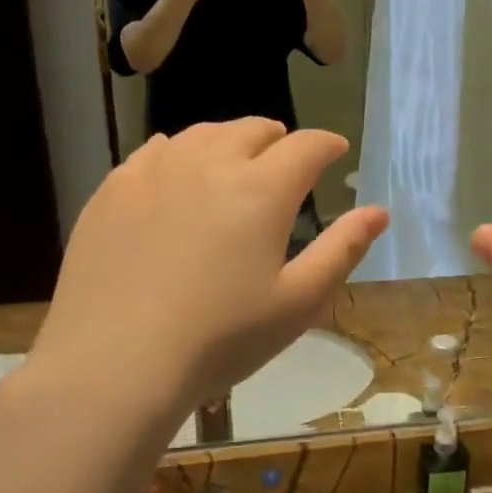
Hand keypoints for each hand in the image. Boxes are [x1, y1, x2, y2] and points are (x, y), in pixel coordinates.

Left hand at [33, 119, 388, 419]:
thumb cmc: (221, 338)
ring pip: (201, 134)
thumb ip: (343, 250)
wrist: (116, 363)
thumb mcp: (298, 303)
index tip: (335, 150)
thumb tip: (378, 211)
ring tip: (235, 160)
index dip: (326, 144)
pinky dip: (178, 153)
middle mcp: (209, 164)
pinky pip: (153, 152)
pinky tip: (176, 169)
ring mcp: (154, 172)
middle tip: (285, 156)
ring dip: (229, 140)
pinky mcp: (113, 190)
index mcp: (261, 190)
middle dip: (277, 138)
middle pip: (251, 129)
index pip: (305, 147)